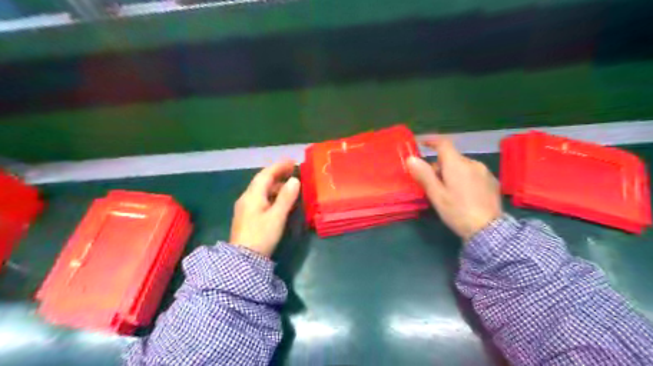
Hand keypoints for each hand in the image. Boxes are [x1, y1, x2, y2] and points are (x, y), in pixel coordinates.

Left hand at [229, 160, 300, 256]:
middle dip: (277, 174)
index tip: (292, 161)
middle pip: (262, 181)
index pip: (266, 174)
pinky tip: (279, 200)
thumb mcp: (277, 216)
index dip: (279, 166)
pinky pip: (260, 199)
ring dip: (275, 185)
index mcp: (253, 195)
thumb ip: (286, 197)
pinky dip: (271, 195)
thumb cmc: (261, 236)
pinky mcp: (247, 216)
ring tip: (289, 185)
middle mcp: (247, 198)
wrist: (243, 260)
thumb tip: (294, 180)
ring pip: (261, 190)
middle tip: (293, 171)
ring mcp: (245, 207)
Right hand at [407, 137, 500, 241]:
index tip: (422, 142)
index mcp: (456, 164)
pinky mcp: (492, 181)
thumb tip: (411, 158)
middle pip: (452, 158)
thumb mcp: (436, 195)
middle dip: (439, 166)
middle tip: (431, 183)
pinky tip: (464, 194)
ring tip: (448, 191)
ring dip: (452, 172)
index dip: (431, 140)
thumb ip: (424, 175)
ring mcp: (485, 172)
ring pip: (463, 166)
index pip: (443, 143)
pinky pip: (473, 173)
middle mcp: (472, 163)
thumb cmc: (457, 211)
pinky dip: (464, 178)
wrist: (489, 230)